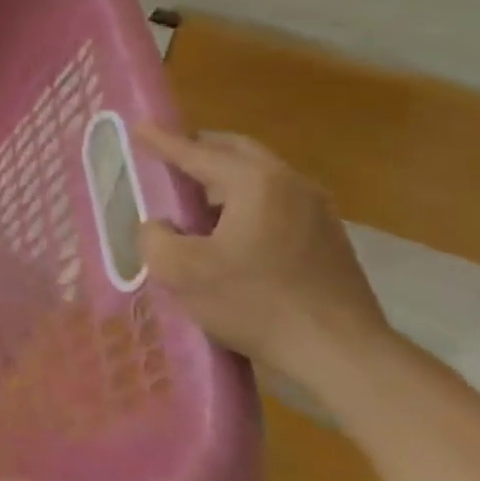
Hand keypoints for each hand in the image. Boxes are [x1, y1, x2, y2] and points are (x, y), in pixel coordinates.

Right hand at [134, 124, 387, 382]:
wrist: (341, 354)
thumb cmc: (254, 303)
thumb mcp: (179, 270)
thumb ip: (154, 236)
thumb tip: (161, 226)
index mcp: (255, 182)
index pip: (196, 152)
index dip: (161, 141)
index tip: (138, 126)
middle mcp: (290, 185)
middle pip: (236, 151)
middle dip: (198, 149)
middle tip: (166, 158)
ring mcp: (316, 211)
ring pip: (259, 176)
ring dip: (222, 178)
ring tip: (190, 198)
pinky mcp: (327, 239)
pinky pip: (274, 202)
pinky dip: (243, 201)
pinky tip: (224, 230)